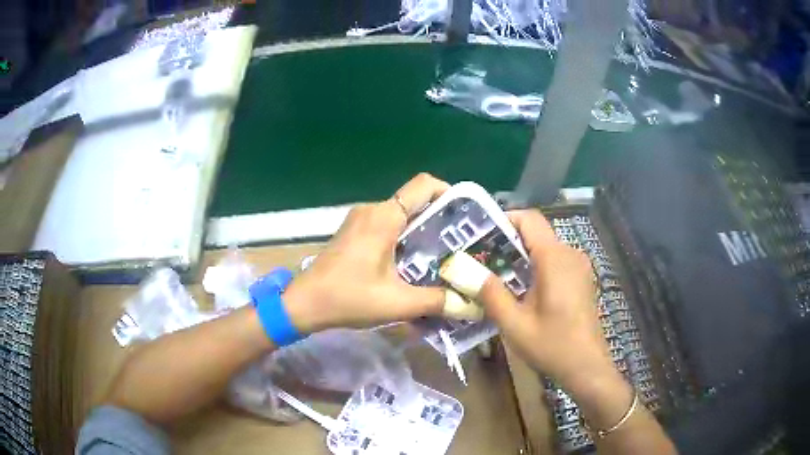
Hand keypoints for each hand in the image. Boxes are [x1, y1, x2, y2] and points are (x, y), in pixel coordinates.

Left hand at [283, 173, 449, 333]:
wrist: (303, 303)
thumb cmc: (348, 298)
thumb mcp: (397, 303)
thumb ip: (436, 301)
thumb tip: (469, 303)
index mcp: (384, 217)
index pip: (424, 185)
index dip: (449, 193)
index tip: (464, 218)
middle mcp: (373, 210)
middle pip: (415, 201)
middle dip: (440, 220)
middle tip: (459, 245)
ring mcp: (360, 219)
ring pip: (401, 214)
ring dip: (421, 231)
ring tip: (440, 257)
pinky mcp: (353, 231)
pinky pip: (386, 224)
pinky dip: (404, 237)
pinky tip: (411, 263)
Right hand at [454, 209, 624, 397]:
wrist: (587, 366)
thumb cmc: (552, 346)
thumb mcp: (514, 324)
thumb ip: (491, 294)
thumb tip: (468, 270)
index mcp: (554, 258)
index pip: (529, 219)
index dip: (504, 219)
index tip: (480, 236)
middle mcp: (569, 254)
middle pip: (536, 233)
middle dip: (508, 242)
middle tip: (482, 261)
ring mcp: (579, 266)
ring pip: (545, 247)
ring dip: (521, 257)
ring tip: (497, 277)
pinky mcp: (581, 278)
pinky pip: (555, 261)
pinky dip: (536, 267)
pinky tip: (522, 291)